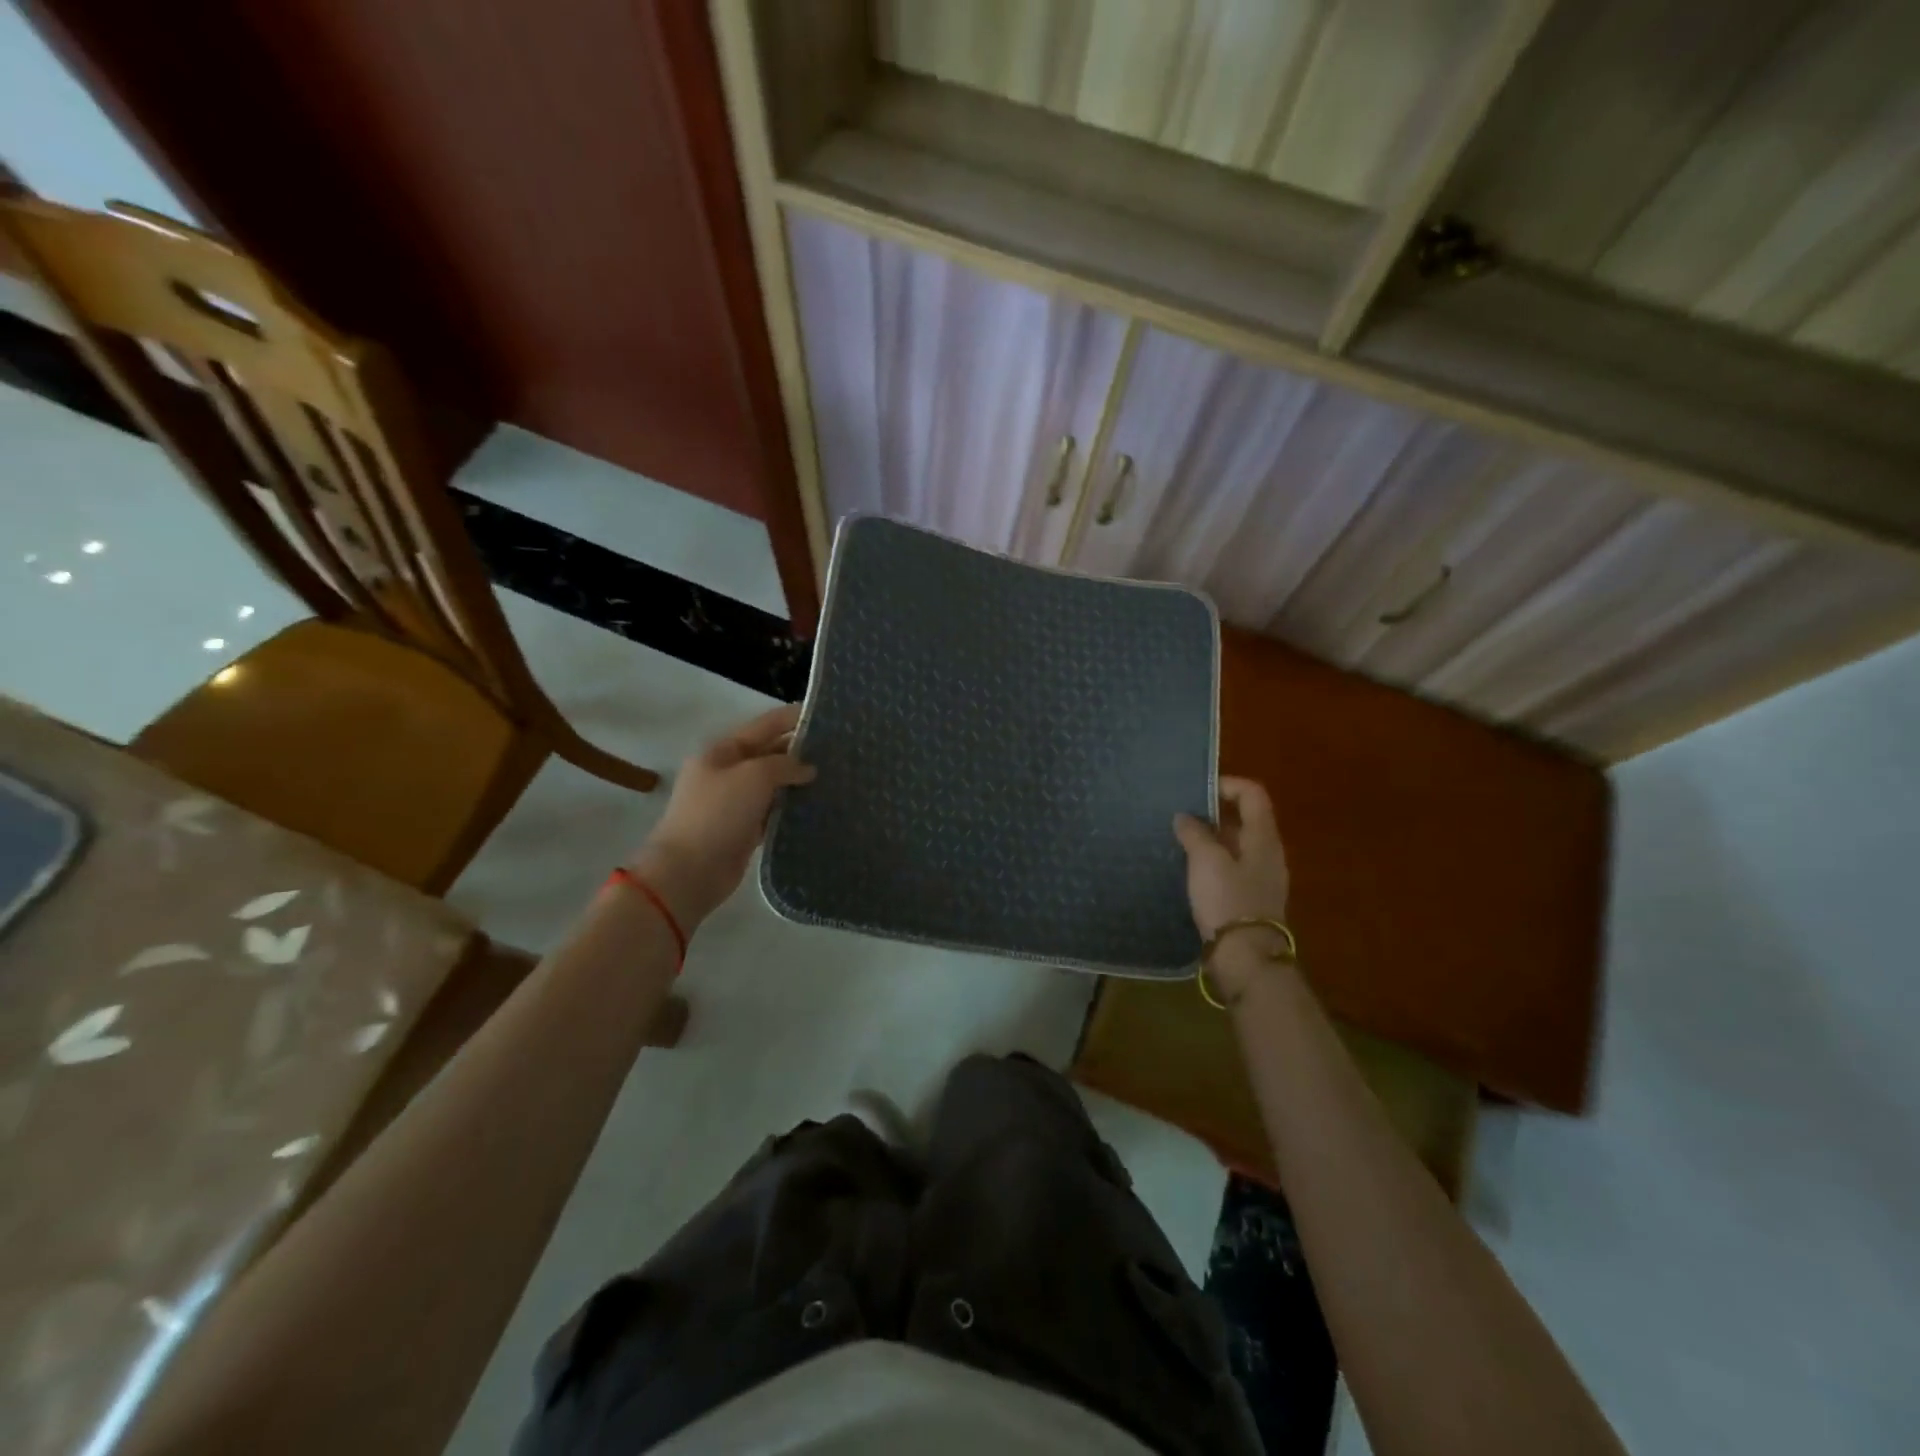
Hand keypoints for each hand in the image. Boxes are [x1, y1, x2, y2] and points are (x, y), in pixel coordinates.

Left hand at [627, 704, 815, 926]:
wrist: (689, 871)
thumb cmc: (718, 814)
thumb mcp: (753, 777)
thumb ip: (785, 765)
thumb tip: (808, 769)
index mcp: (722, 751)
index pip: (765, 725)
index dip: (793, 718)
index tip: (825, 715)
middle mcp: (728, 772)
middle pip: (770, 753)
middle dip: (801, 750)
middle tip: (839, 750)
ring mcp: (735, 802)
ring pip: (774, 784)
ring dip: (799, 781)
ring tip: (837, 776)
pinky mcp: (745, 830)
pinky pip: (774, 811)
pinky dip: (792, 808)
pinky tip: (818, 806)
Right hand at [1174, 778, 1291, 995]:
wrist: (1246, 956)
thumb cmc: (1228, 899)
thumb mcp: (1206, 860)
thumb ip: (1195, 833)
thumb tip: (1185, 816)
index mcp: (1263, 837)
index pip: (1253, 794)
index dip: (1227, 785)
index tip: (1197, 792)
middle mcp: (1268, 853)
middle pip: (1245, 819)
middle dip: (1213, 814)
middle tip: (1181, 817)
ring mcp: (1262, 878)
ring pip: (1237, 846)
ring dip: (1211, 840)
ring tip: (1180, 843)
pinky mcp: (1251, 899)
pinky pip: (1232, 868)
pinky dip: (1213, 863)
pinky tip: (1191, 872)